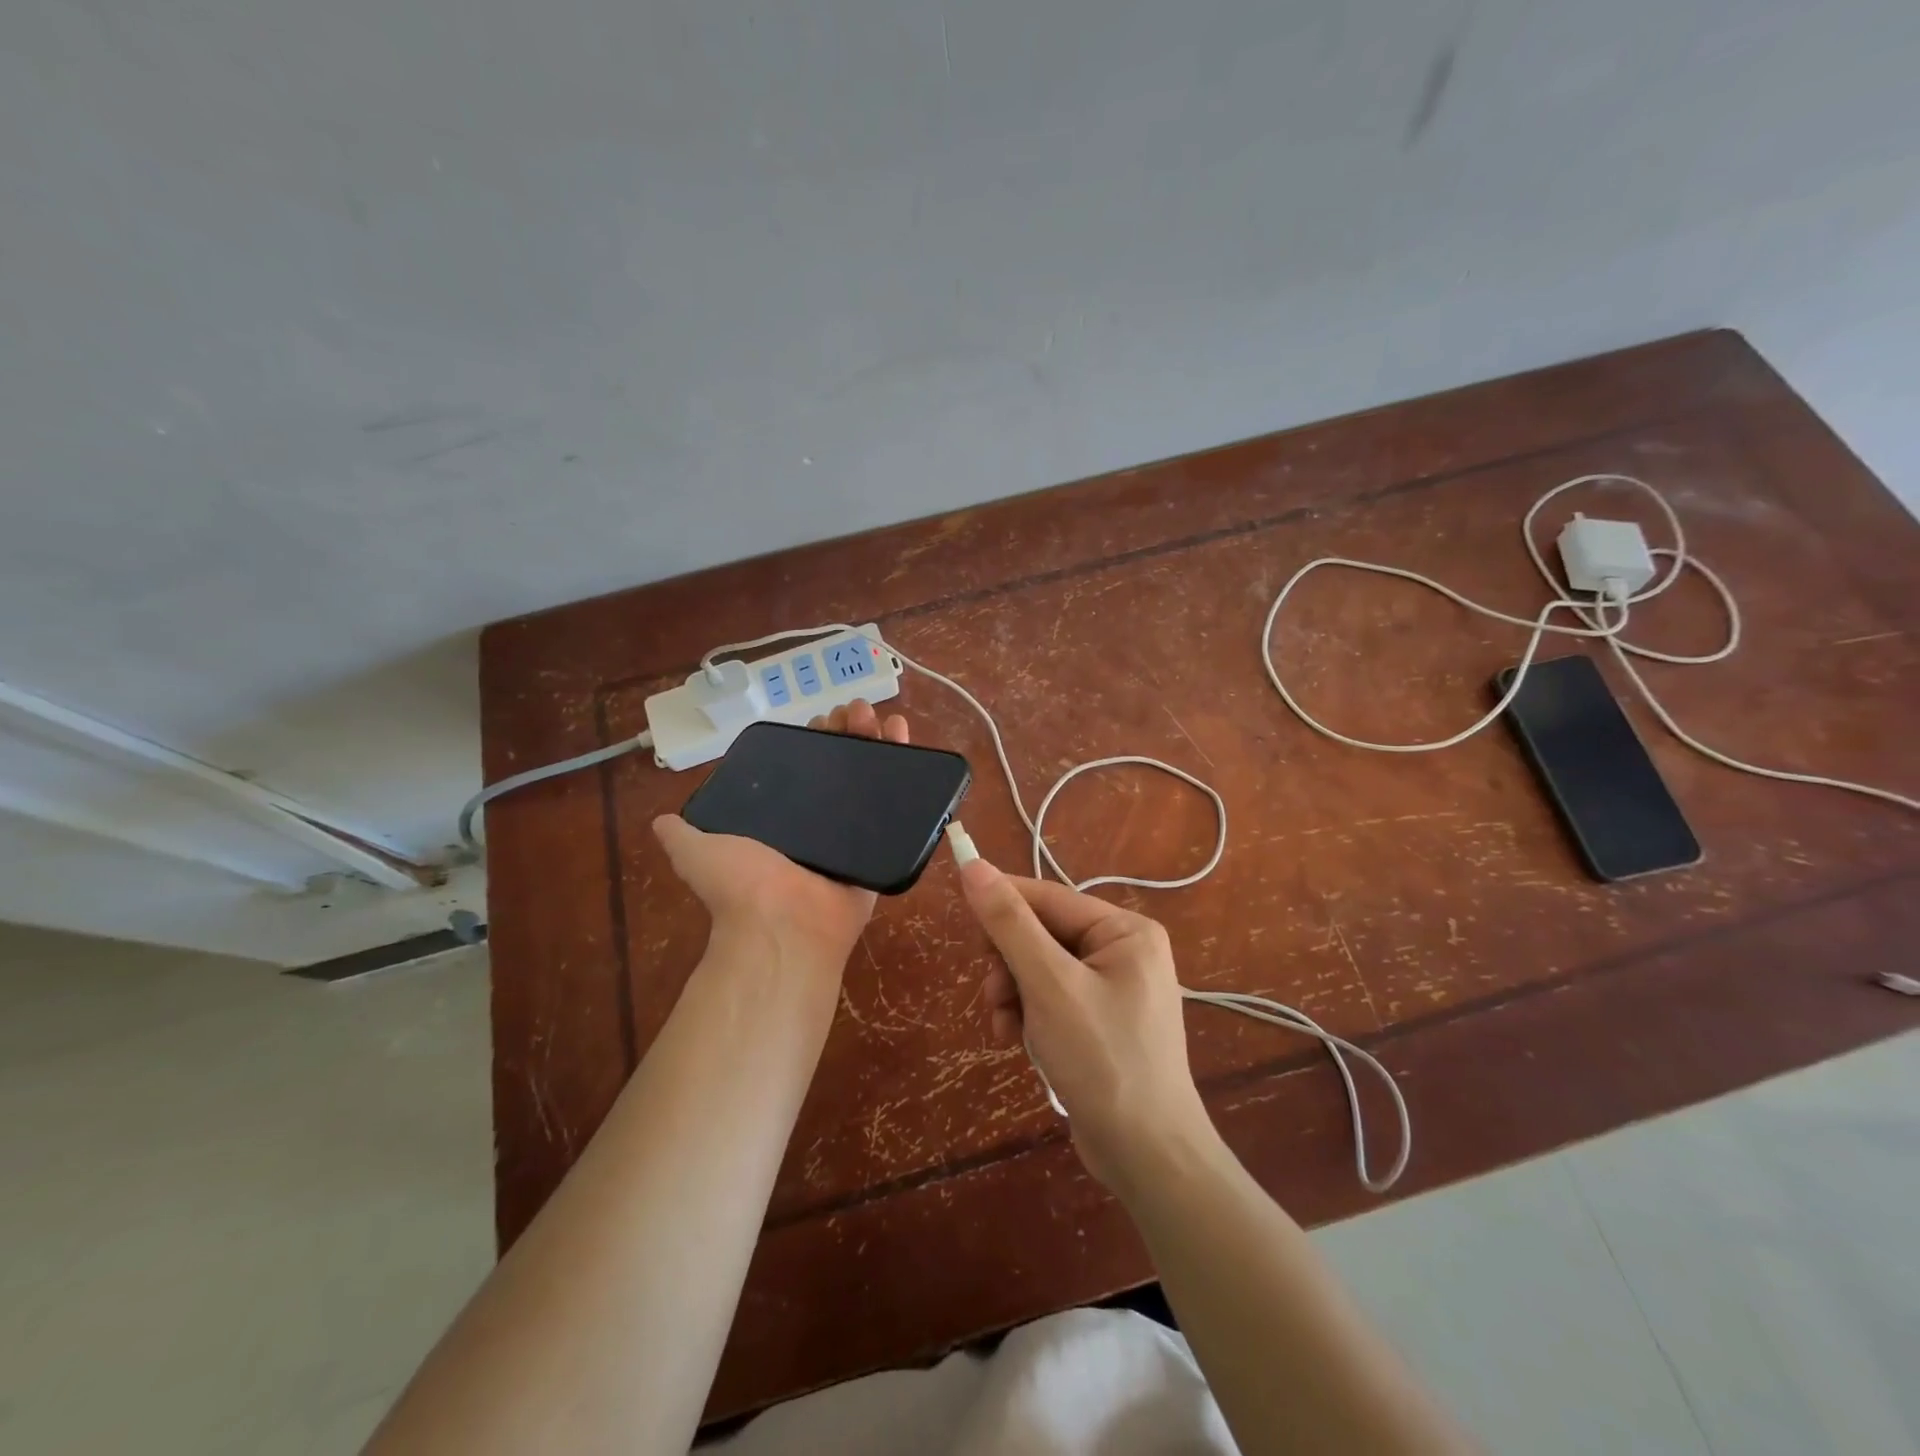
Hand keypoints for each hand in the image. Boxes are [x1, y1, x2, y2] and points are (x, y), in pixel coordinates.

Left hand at [652, 700, 909, 971]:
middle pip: (842, 768)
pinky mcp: (883, 847)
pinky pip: (901, 808)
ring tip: (885, 717)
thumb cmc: (743, 885)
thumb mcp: (699, 851)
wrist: (784, 925)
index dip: (814, 740)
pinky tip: (907, 739)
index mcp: (784, 821)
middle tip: (858, 710)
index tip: (824, 717)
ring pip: (873, 780)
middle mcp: (820, 825)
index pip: (803, 768)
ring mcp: (854, 836)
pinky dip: (910, 772)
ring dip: (880, 743)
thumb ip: (682, 834)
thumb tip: (661, 821)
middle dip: (850, 734)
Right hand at [958, 859, 1216, 1193]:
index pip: (1048, 897)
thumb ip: (1009, 923)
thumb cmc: (1102, 1059)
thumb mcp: (1049, 985)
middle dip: (1009, 964)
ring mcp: (1113, 988)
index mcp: (1124, 930)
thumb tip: (973, 865)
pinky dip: (1029, 1015)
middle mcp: (1123, 951)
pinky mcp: (1100, 1022)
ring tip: (1004, 1027)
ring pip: (1039, 969)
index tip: (961, 915)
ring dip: (1013, 994)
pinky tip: (1017, 1041)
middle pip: (1041, 934)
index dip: (1001, 903)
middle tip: (992, 994)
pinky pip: (1051, 999)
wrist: (1147, 1156)